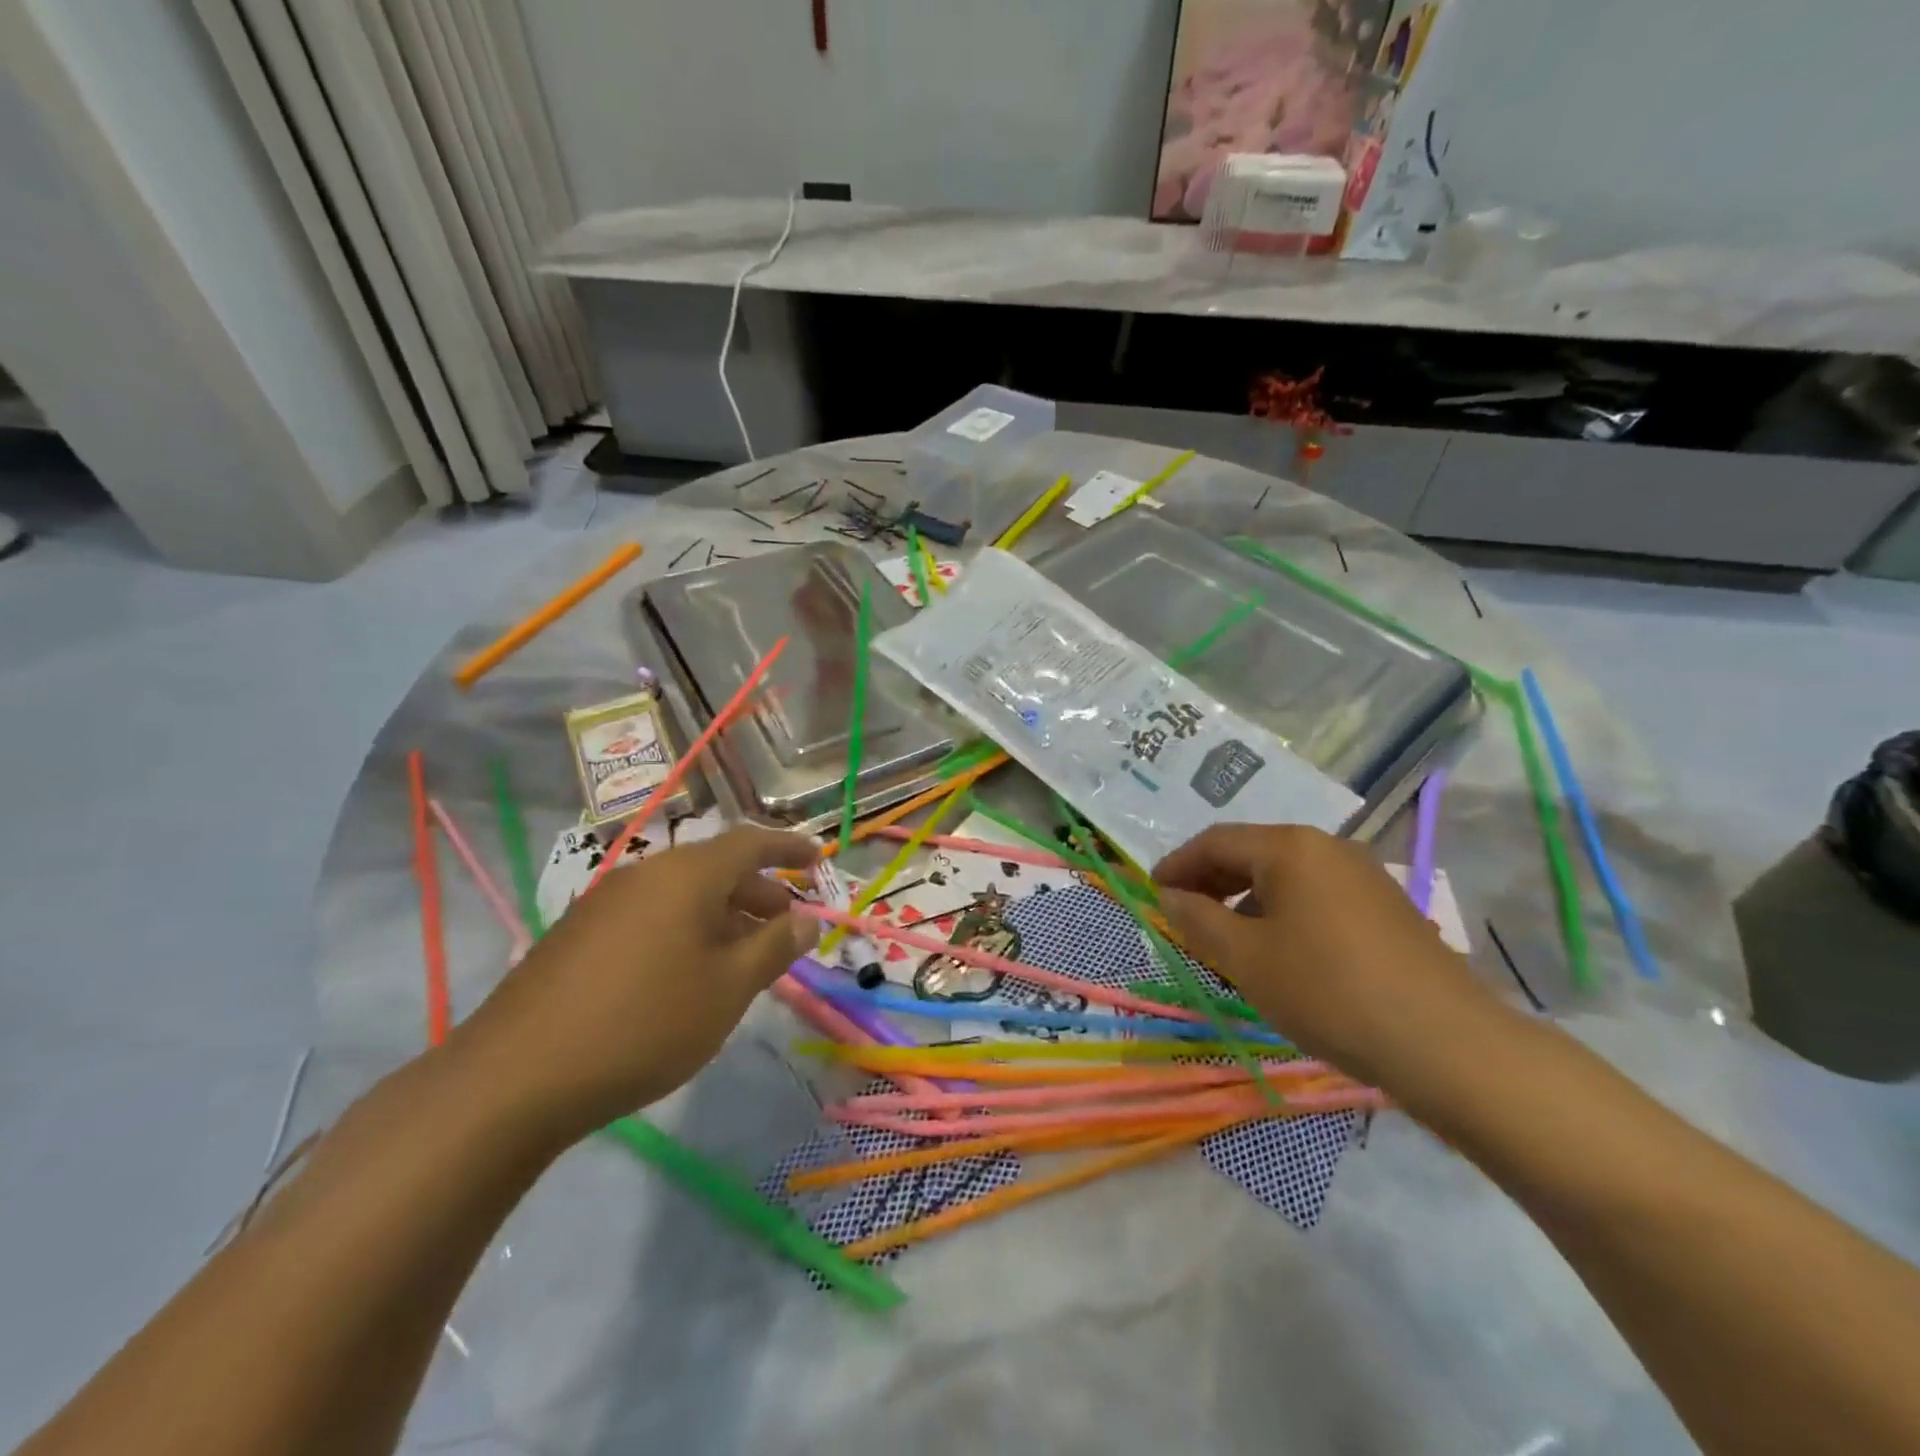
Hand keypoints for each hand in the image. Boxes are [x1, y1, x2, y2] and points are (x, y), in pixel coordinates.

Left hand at [454, 828, 819, 1141]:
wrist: (515, 1077)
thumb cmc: (645, 1023)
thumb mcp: (727, 989)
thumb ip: (773, 947)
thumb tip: (806, 919)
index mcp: (686, 875)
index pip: (750, 842)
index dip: (787, 847)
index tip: (817, 858)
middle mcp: (646, 874)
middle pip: (715, 867)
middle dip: (758, 892)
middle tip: (786, 924)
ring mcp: (605, 901)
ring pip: (681, 894)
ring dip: (721, 914)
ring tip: (743, 955)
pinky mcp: (578, 934)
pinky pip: (650, 915)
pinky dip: (684, 929)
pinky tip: (687, 974)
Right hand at [1153, 824, 1501, 1091]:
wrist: (1445, 1044)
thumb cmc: (1328, 990)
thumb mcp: (1246, 958)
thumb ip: (1198, 920)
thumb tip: (1170, 896)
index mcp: (1291, 847)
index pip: (1216, 842)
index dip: (1177, 865)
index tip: (1153, 893)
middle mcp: (1328, 848)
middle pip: (1252, 854)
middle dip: (1211, 883)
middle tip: (1183, 917)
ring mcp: (1363, 877)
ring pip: (1285, 879)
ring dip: (1245, 902)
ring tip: (1226, 943)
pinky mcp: (1386, 910)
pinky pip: (1316, 898)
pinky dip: (1282, 915)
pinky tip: (1279, 955)